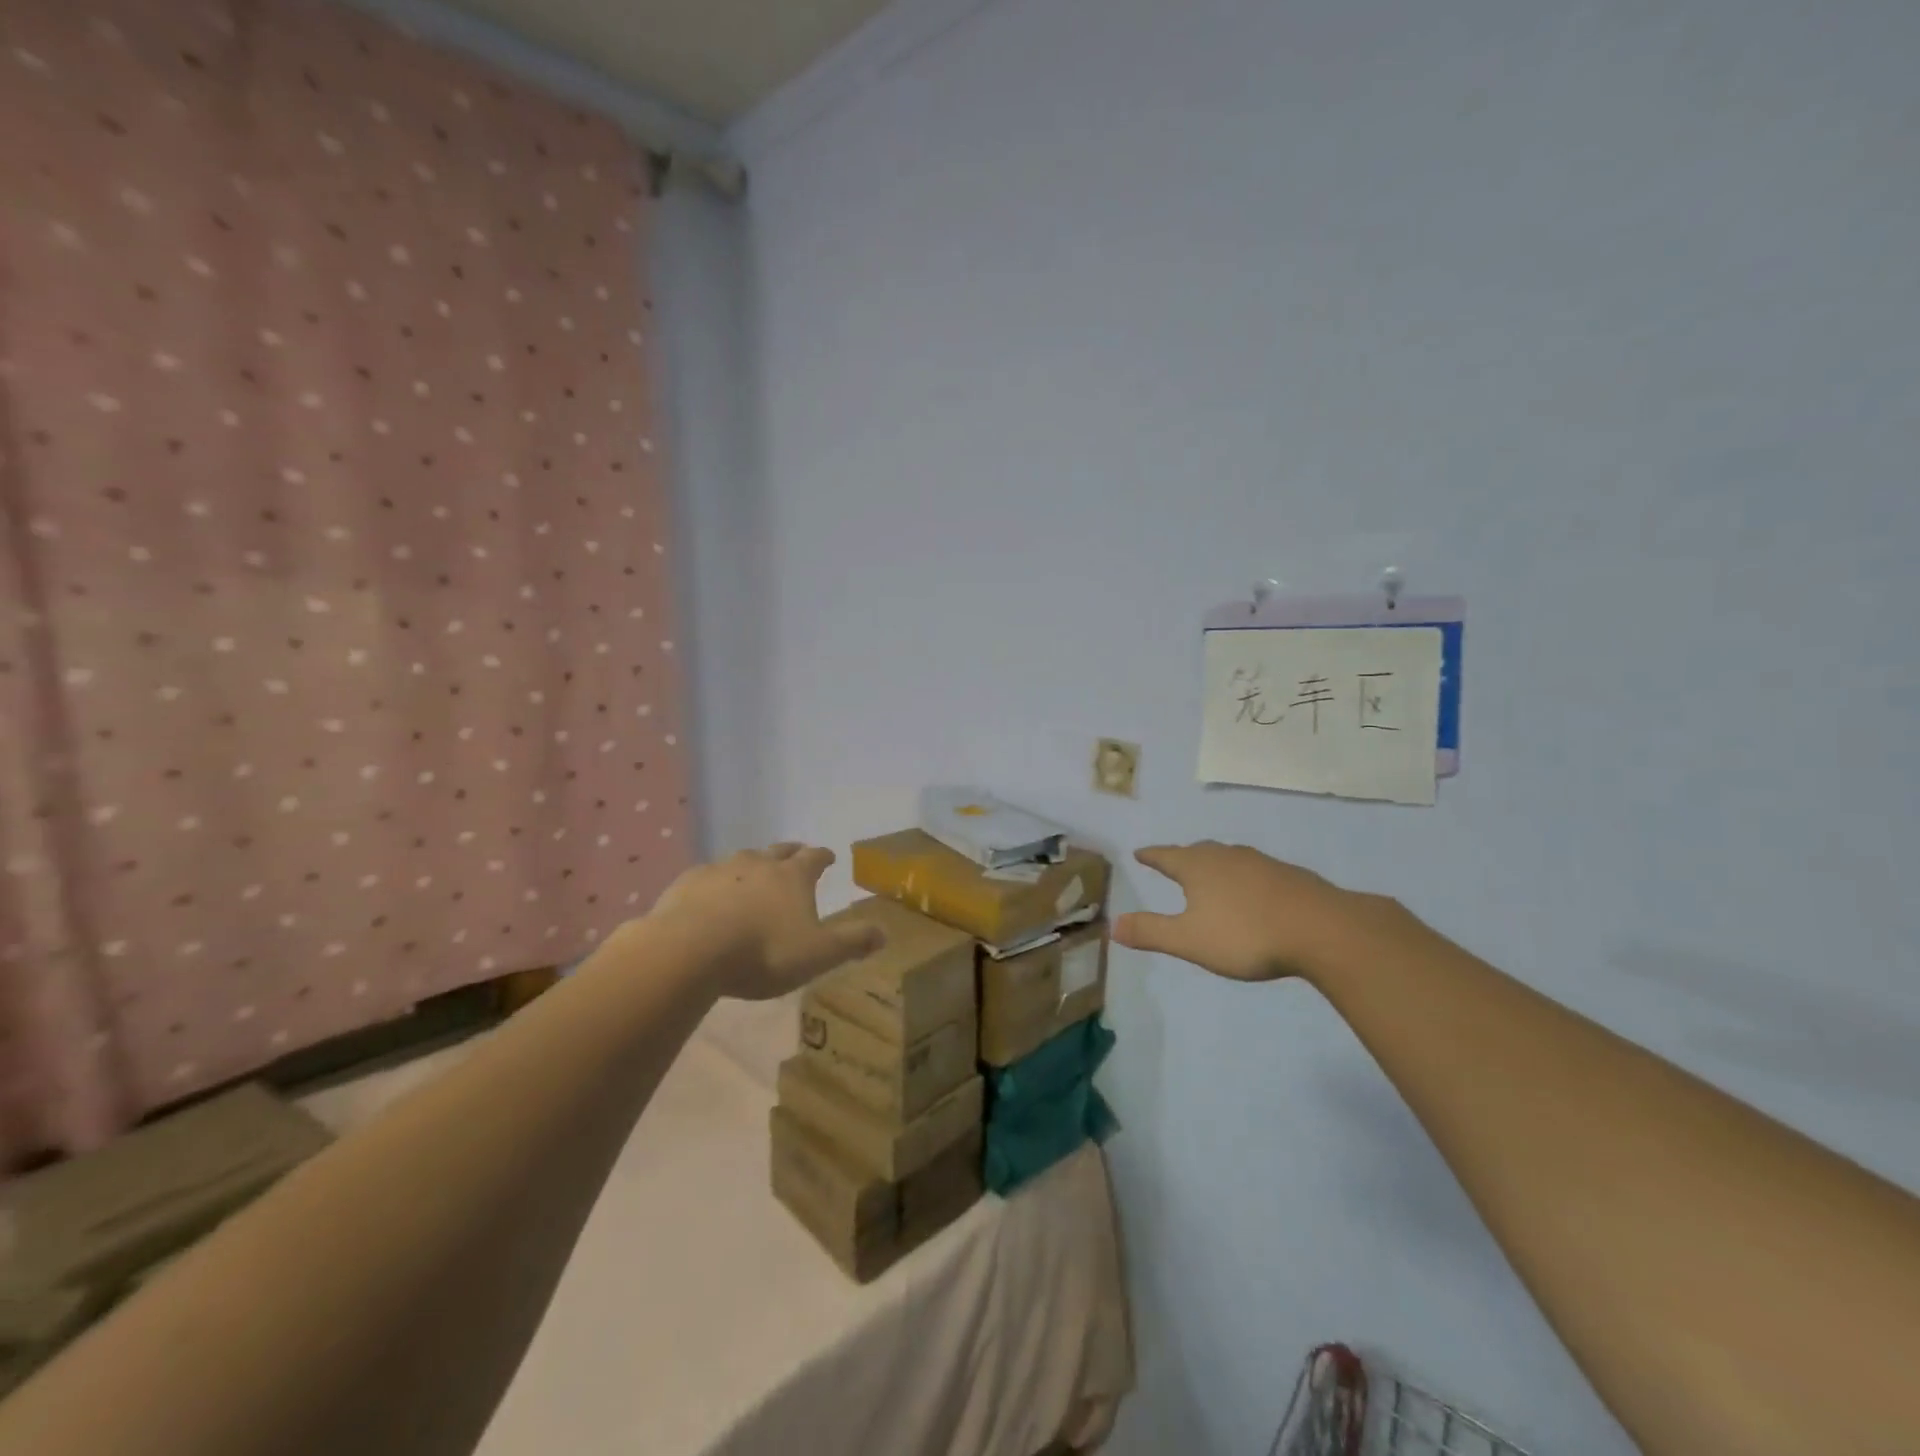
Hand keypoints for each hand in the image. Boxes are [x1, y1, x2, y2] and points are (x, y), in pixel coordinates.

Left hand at [647, 843, 884, 1000]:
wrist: (691, 950)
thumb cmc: (763, 951)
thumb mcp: (818, 954)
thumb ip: (852, 942)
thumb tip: (884, 933)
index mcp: (793, 876)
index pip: (814, 858)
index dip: (823, 856)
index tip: (829, 856)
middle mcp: (758, 864)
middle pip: (778, 851)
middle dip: (790, 852)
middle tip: (796, 854)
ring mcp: (720, 870)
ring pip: (741, 860)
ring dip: (752, 865)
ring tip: (753, 876)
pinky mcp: (686, 883)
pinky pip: (706, 877)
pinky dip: (715, 883)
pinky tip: (709, 896)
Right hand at [1114, 841, 1392, 982]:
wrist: (1322, 929)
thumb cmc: (1246, 934)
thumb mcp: (1189, 940)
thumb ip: (1151, 932)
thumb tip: (1113, 924)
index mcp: (1198, 867)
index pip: (1166, 856)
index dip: (1151, 856)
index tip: (1139, 853)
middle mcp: (1227, 857)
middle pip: (1198, 851)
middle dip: (1183, 857)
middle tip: (1173, 862)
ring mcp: (1261, 863)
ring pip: (1229, 858)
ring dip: (1215, 864)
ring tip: (1211, 875)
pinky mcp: (1289, 876)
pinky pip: (1255, 870)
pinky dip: (1244, 877)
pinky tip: (1252, 892)